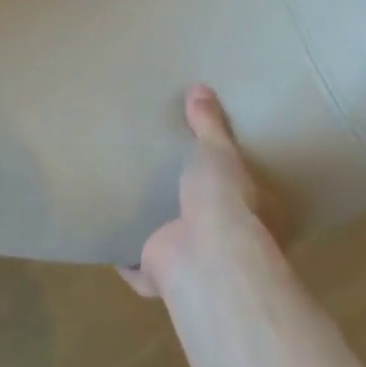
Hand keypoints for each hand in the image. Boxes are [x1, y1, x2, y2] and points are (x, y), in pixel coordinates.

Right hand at [122, 85, 286, 298]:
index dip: (233, 180)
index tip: (213, 164)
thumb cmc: (225, 200)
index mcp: (253, 215)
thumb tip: (201, 89)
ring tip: (137, 202)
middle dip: (192, 205)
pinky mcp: (161, 277)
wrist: (206, 258)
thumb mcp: (220, 151)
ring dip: (159, 231)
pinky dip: (126, 261)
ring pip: (175, 244)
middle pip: (210, 221)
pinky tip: (111, 239)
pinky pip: (139, 269)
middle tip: (169, 177)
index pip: (247, 194)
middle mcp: (228, 244)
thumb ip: (209, 124)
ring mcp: (194, 263)